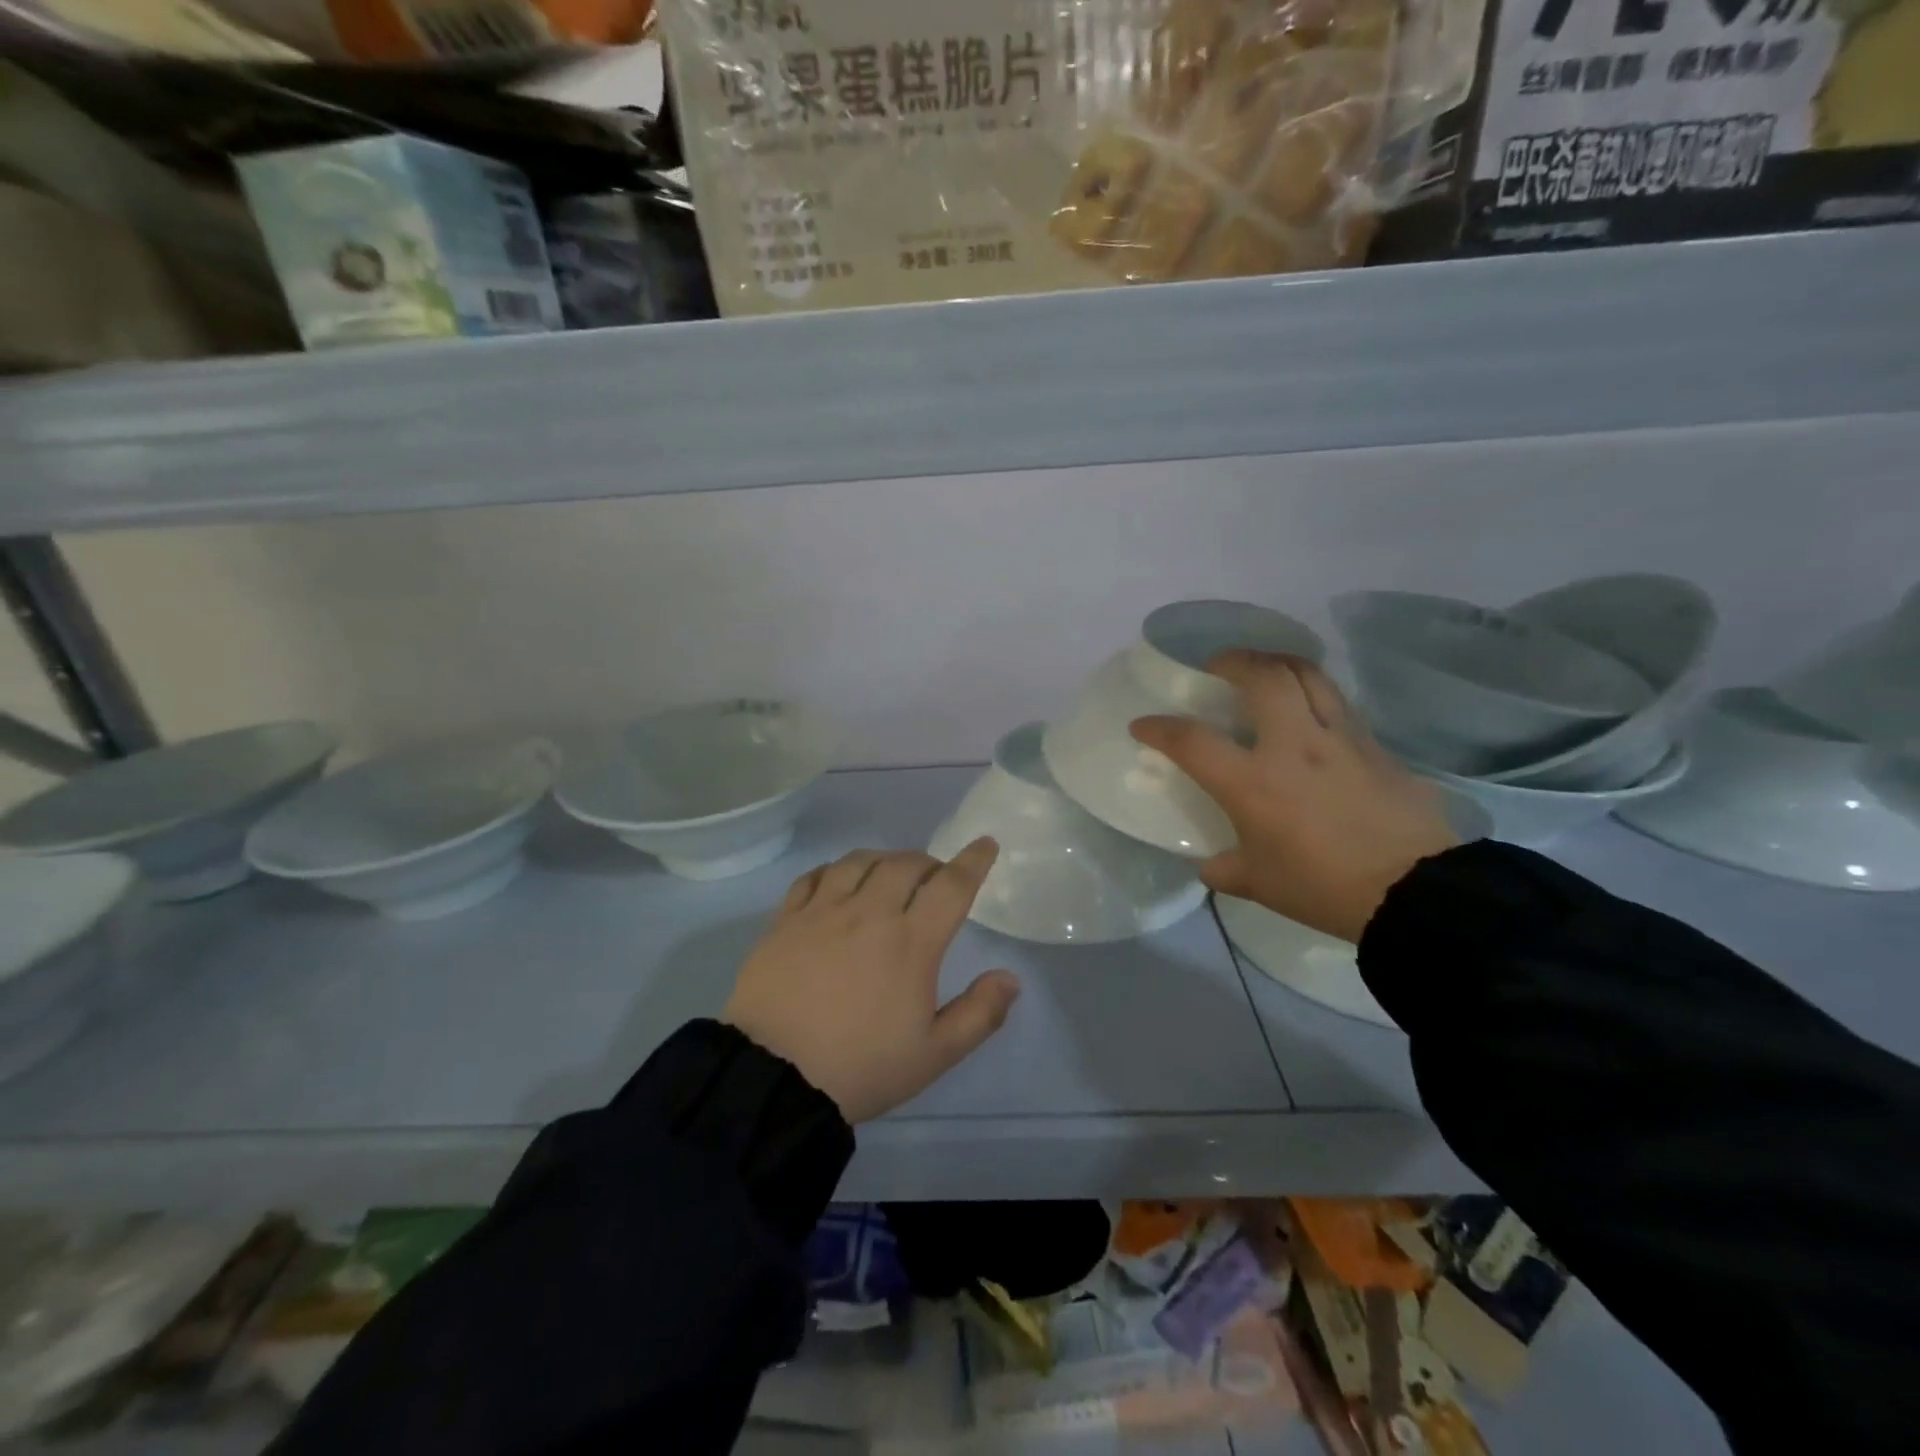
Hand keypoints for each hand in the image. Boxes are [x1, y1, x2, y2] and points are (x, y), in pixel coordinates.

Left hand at [722, 840, 1020, 1123]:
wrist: (773, 1078)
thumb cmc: (860, 1067)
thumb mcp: (933, 1054)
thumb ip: (979, 1014)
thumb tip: (1011, 978)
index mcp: (911, 942)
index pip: (951, 885)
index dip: (973, 860)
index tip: (985, 844)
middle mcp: (869, 913)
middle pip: (906, 864)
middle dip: (929, 863)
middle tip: (934, 879)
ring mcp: (823, 911)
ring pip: (859, 861)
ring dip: (884, 860)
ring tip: (889, 874)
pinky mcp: (785, 919)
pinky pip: (814, 876)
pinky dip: (835, 870)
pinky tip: (838, 880)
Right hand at [1131, 652, 1458, 943]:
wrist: (1416, 893)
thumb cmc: (1324, 889)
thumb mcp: (1260, 884)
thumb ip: (1225, 868)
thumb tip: (1211, 863)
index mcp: (1253, 782)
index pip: (1191, 740)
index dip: (1159, 728)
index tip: (1143, 724)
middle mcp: (1293, 746)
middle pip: (1261, 676)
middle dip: (1231, 661)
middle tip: (1218, 668)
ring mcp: (1339, 739)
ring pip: (1307, 674)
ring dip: (1277, 663)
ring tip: (1264, 672)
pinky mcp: (1374, 745)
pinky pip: (1338, 703)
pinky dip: (1314, 695)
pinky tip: (1310, 714)